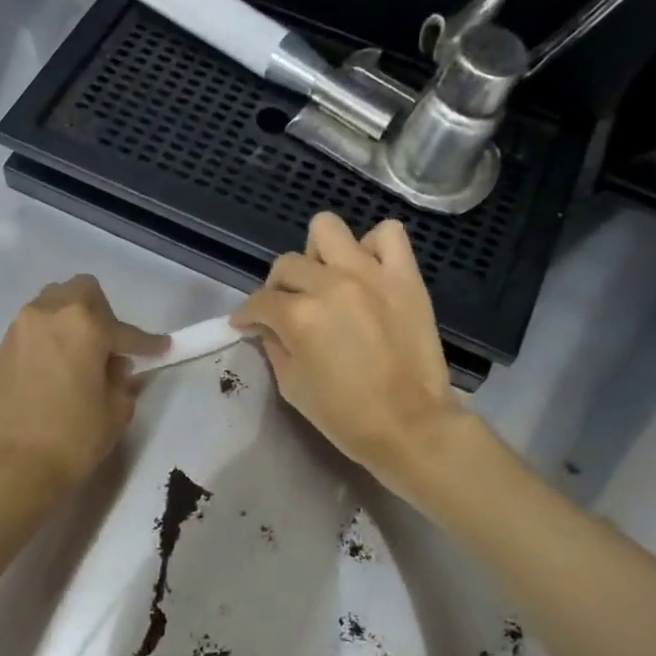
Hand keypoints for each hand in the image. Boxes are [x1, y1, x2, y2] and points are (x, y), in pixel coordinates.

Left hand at [0, 276, 165, 501]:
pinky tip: (55, 373)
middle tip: (109, 348)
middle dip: (101, 314)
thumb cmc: (71, 439)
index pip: (124, 329)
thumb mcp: (114, 412)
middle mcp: (47, 314)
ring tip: (81, 359)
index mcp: (82, 324)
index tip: (162, 348)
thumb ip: (121, 382)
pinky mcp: (0, 352)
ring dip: (71, 325)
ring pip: (51, 307)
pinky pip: (32, 333)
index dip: (147, 343)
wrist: (10, 467)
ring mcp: (18, 330)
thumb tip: (115, 369)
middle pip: (81, 293)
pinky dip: (49, 343)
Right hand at [232, 213, 459, 487]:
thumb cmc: (343, 415)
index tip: (246, 324)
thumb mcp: (291, 386)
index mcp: (299, 316)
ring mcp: (371, 274)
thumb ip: (275, 346)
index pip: (259, 301)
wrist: (409, 425)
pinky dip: (372, 247)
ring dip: (318, 255)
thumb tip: (268, 327)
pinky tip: (367, 272)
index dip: (247, 314)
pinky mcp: (405, 276)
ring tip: (326, 281)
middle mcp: (331, 284)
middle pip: (287, 265)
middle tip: (287, 310)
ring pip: (328, 230)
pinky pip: (388, 235)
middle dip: (278, 289)